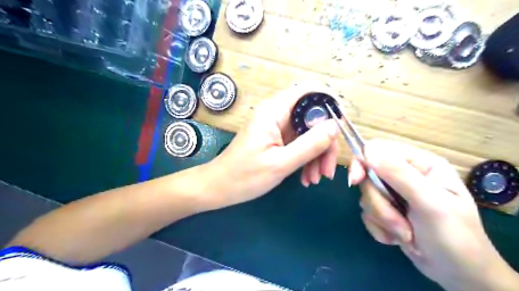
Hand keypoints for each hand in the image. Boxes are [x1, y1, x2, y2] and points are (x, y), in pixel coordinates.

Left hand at [204, 85, 343, 208]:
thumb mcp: (280, 163)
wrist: (220, 188)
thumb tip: (335, 125)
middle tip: (327, 170)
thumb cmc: (244, 176)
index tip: (341, 128)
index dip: (329, 104)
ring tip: (316, 179)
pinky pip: (300, 143)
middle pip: (312, 117)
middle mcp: (276, 114)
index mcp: (273, 111)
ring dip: (317, 155)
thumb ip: (310, 144)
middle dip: (325, 142)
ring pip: (308, 133)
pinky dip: (307, 159)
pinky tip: (307, 177)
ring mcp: (277, 127)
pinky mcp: (277, 139)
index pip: (309, 92)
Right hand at [349, 140, 518, 290]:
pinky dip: (380, 228)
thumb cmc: (455, 237)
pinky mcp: (385, 211)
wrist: (458, 275)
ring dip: (383, 219)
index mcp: (419, 164)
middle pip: (368, 177)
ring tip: (406, 234)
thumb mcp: (431, 204)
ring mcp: (393, 194)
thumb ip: (400, 175)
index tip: (355, 180)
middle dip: (380, 203)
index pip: (379, 149)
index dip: (363, 161)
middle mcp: (404, 175)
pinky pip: (367, 213)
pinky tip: (399, 238)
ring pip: (366, 197)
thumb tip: (368, 151)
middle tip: (399, 222)